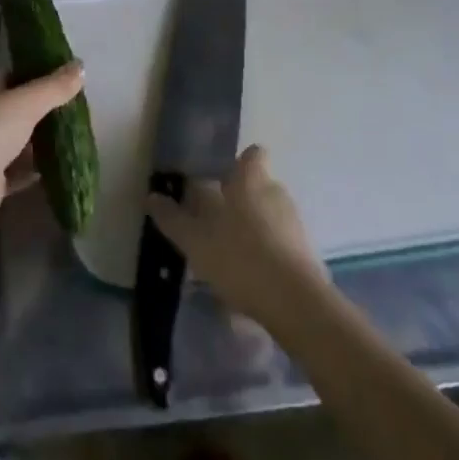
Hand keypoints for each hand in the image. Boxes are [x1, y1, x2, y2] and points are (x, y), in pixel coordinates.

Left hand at [0, 63, 83, 257]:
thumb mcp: (25, 104)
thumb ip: (54, 87)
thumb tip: (81, 65)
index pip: (16, 73)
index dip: (42, 74)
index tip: (72, 80)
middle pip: (19, 107)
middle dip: (47, 110)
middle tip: (81, 112)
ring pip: (20, 139)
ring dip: (43, 140)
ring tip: (79, 138)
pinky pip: (18, 170)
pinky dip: (35, 169)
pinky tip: (61, 168)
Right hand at [145, 145, 329, 330]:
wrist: (296, 304)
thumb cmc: (240, 258)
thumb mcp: (195, 240)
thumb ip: (172, 218)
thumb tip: (151, 196)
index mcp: (251, 180)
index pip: (252, 154)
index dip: (239, 164)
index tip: (220, 180)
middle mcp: (276, 193)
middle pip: (259, 186)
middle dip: (241, 201)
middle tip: (216, 223)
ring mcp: (295, 224)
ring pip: (271, 216)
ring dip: (254, 229)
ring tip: (231, 255)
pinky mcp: (307, 255)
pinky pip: (282, 245)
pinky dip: (268, 255)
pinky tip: (250, 279)